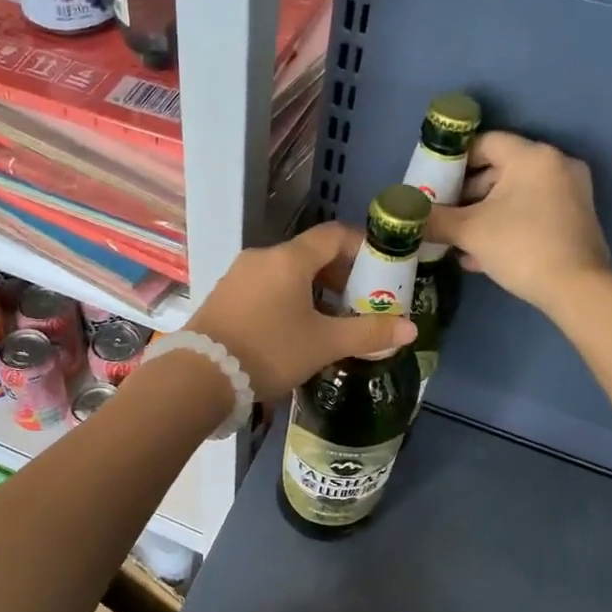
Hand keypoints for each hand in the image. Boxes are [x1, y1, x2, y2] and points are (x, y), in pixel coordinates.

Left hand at [188, 222, 416, 397]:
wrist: (200, 375)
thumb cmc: (270, 350)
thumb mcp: (324, 344)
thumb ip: (368, 333)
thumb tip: (411, 330)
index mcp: (289, 258)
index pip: (334, 236)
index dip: (362, 248)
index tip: (380, 270)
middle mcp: (262, 257)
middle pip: (309, 254)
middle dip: (339, 275)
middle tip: (358, 302)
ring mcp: (238, 275)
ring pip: (286, 273)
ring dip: (312, 289)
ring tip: (329, 320)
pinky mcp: (223, 296)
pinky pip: (265, 287)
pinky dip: (287, 298)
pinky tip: (293, 329)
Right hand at [428, 131, 611, 311]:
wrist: (576, 290)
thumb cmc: (521, 248)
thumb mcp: (469, 232)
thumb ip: (434, 219)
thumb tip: (406, 215)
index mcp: (533, 157)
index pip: (484, 143)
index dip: (453, 161)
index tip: (432, 184)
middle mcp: (556, 165)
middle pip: (498, 169)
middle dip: (465, 195)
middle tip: (442, 217)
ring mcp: (570, 192)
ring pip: (513, 195)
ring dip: (481, 215)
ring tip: (456, 241)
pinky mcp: (573, 218)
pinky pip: (530, 211)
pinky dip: (505, 225)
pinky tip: (481, 254)